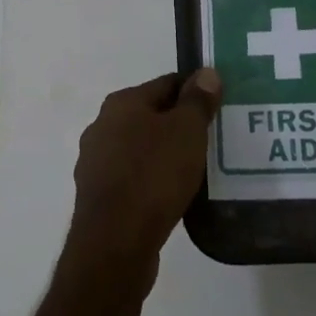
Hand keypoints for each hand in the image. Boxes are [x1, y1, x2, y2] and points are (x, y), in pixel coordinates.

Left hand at [65, 69, 221, 283]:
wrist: (115, 242)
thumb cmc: (153, 176)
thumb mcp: (186, 132)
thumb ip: (197, 101)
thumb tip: (206, 73)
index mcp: (121, 103)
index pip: (166, 84)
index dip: (195, 91)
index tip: (220, 106)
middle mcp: (102, 127)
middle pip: (151, 116)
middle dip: (180, 125)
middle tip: (214, 139)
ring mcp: (96, 162)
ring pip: (141, 149)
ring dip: (166, 154)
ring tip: (198, 169)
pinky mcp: (98, 195)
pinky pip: (134, 178)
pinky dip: (153, 180)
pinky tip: (174, 195)